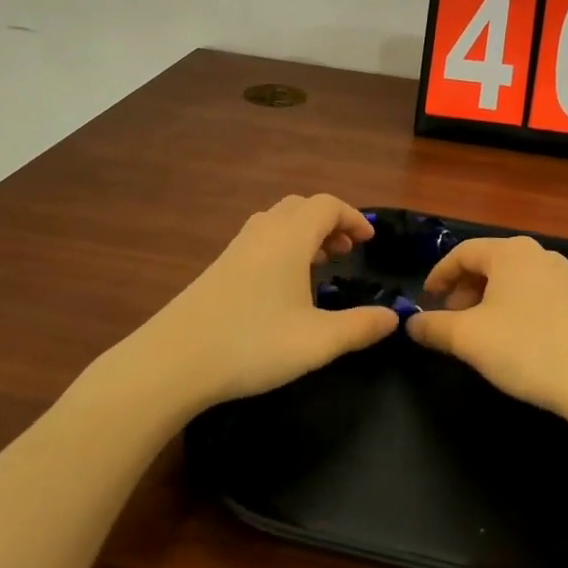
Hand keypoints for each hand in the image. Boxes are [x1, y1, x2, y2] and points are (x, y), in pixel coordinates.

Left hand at [129, 194, 400, 410]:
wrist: (173, 361)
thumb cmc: (252, 344)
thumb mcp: (317, 342)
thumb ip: (359, 327)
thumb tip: (394, 317)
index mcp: (289, 239)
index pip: (327, 206)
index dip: (352, 217)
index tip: (368, 241)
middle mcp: (262, 233)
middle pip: (301, 207)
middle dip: (328, 222)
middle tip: (345, 253)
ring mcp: (235, 249)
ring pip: (277, 222)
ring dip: (303, 233)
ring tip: (318, 265)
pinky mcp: (217, 268)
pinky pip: (259, 239)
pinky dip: (281, 246)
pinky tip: (281, 286)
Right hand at [407, 235, 567, 419]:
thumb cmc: (527, 348)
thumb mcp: (469, 339)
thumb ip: (434, 327)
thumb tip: (410, 323)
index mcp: (509, 251)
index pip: (462, 252)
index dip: (438, 275)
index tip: (424, 301)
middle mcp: (538, 254)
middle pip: (488, 264)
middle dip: (463, 291)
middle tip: (449, 321)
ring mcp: (564, 277)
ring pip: (511, 282)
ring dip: (487, 302)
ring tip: (478, 334)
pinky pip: (533, 296)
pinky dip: (512, 310)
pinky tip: (512, 342)